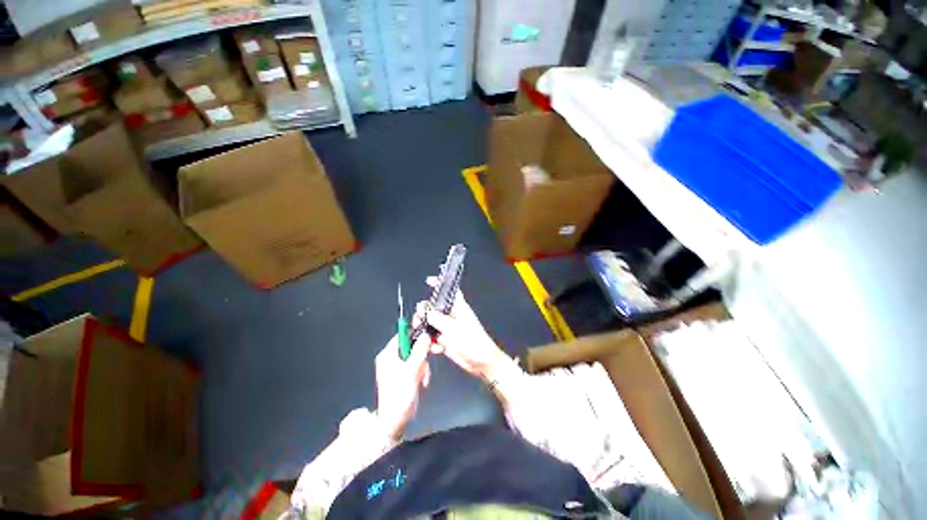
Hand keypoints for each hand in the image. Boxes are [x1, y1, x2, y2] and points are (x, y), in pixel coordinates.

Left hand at [375, 332, 430, 440]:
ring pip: (416, 356)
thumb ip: (419, 351)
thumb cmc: (399, 396)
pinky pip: (416, 366)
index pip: (403, 335)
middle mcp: (392, 358)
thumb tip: (425, 335)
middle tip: (436, 350)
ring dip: (423, 365)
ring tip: (423, 378)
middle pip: (411, 345)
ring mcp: (398, 367)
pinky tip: (422, 382)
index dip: (416, 333)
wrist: (394, 421)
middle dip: (423, 352)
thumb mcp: (411, 371)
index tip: (429, 334)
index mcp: (388, 355)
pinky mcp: (404, 375)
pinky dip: (422, 372)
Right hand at [422, 278, 511, 381]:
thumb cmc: (474, 342)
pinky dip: (431, 343)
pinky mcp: (446, 341)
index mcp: (459, 308)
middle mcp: (452, 316)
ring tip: (424, 337)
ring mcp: (448, 329)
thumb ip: (439, 320)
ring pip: (431, 324)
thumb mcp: (455, 329)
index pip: (450, 291)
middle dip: (424, 312)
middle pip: (434, 308)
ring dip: (425, 330)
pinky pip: (433, 338)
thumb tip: (426, 312)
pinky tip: (436, 348)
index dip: (440, 284)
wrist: (482, 364)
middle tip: (419, 319)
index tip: (429, 281)